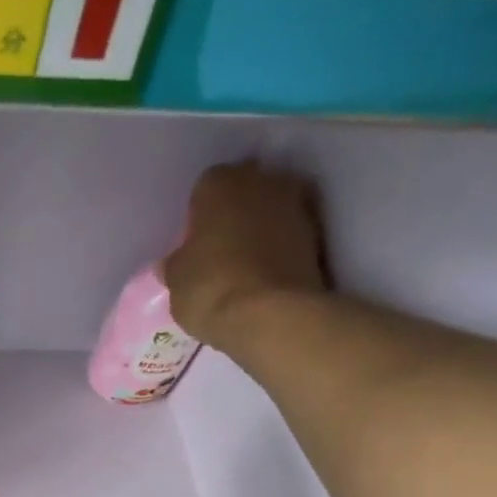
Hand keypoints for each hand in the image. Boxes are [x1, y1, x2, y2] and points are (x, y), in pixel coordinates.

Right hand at [164, 160, 330, 345]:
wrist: (272, 315)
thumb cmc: (211, 288)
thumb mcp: (176, 281)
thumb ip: (177, 263)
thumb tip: (176, 261)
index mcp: (220, 183)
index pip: (204, 188)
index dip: (199, 216)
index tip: (195, 242)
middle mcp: (262, 181)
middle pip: (244, 191)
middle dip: (234, 213)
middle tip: (220, 248)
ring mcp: (296, 205)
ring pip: (270, 211)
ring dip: (260, 229)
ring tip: (244, 265)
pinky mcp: (319, 235)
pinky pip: (289, 235)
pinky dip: (279, 249)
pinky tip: (265, 275)